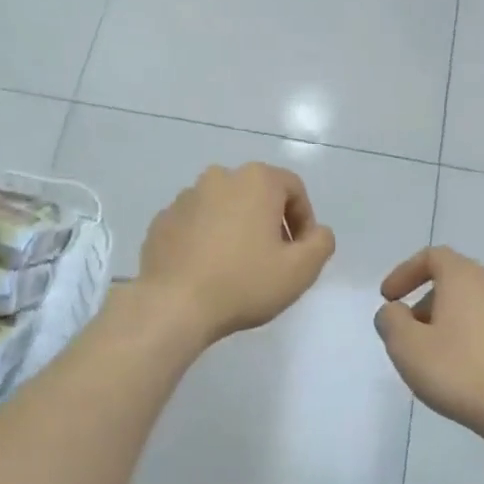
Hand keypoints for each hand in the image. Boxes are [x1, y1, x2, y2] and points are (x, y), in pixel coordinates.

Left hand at [138, 163, 335, 345]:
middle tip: (274, 260)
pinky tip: (208, 271)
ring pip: (224, 209)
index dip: (304, 220)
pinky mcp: (162, 221)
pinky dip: (207, 240)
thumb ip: (321, 243)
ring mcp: (185, 198)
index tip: (302, 252)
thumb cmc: (244, 283)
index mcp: (255, 180)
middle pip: (257, 195)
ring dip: (237, 230)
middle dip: (270, 223)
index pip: (293, 189)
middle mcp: (218, 178)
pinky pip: (195, 225)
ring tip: (238, 267)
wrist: (174, 305)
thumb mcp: (301, 270)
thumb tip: (316, 232)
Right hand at [374, 246, 483, 439]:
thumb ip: (390, 320)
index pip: (433, 256)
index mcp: (465, 278)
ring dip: (442, 319)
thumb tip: (394, 312)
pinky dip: (462, 334)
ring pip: (468, 304)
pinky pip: (483, 325)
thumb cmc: (458, 370)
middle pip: (451, 280)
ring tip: (426, 353)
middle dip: (422, 300)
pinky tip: (453, 367)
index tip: (388, 298)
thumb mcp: (406, 345)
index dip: (404, 272)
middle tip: (404, 330)